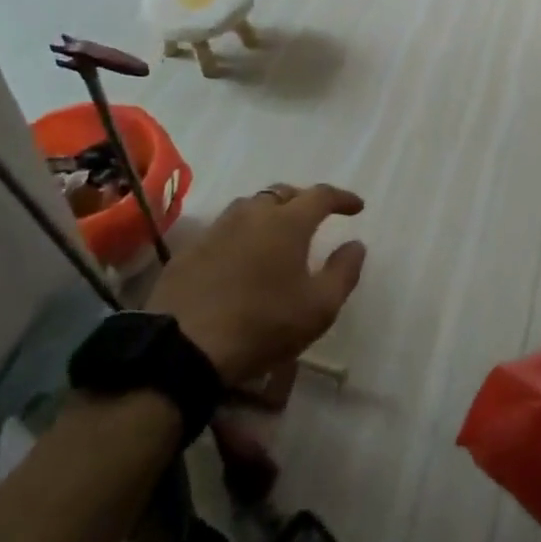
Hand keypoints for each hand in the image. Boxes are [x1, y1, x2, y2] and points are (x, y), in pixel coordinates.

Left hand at [146, 183, 366, 385]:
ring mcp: (217, 229)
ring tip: (277, 233)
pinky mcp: (190, 250)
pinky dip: (241, 234)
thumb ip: (344, 271)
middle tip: (315, 218)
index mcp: (288, 222)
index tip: (356, 207)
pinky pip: (224, 229)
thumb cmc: (263, 325)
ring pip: (250, 207)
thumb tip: (356, 244)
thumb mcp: (319, 307)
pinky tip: (241, 256)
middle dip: (303, 200)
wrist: (184, 348)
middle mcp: (252, 214)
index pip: (321, 195)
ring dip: (269, 213)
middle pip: (283, 193)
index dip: (342, 198)